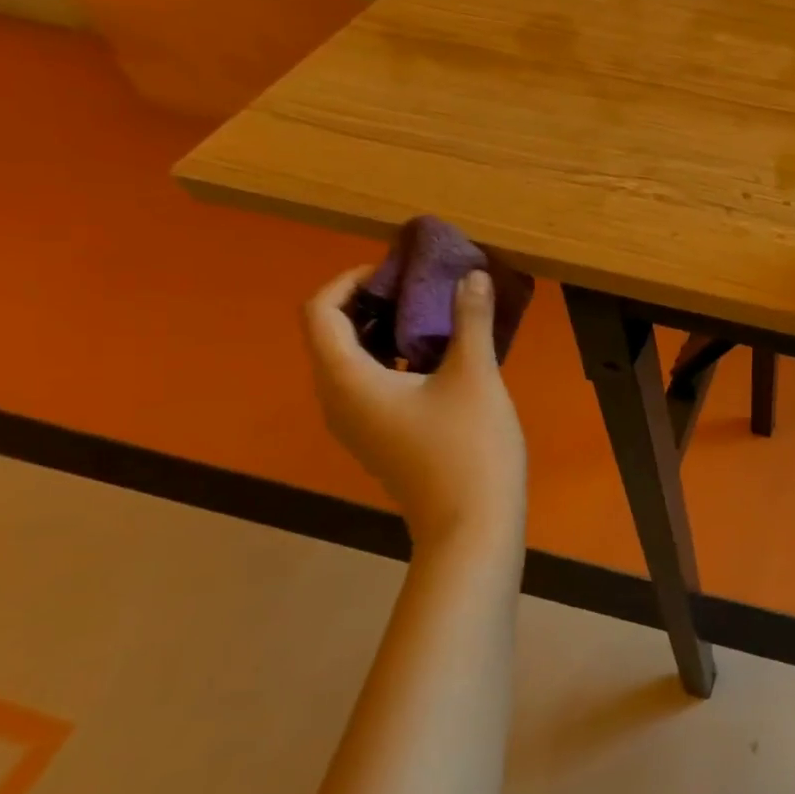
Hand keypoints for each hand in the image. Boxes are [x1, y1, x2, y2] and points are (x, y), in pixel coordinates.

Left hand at [302, 266, 526, 548]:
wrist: (472, 524)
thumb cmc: (468, 446)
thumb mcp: (475, 375)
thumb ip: (471, 319)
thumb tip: (473, 275)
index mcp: (347, 379)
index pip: (319, 311)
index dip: (350, 280)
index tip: (397, 269)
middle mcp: (338, 399)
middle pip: (332, 333)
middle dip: (372, 300)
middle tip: (422, 284)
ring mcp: (357, 422)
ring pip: (352, 359)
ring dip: (386, 327)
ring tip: (435, 312)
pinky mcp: (379, 436)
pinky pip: (370, 381)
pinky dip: (395, 356)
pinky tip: (441, 354)